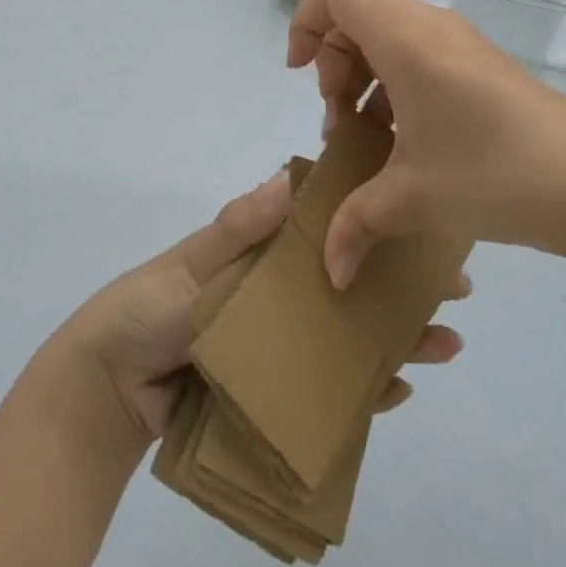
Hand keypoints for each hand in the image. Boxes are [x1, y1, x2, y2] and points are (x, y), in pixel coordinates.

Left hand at [57, 169, 467, 440]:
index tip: (423, 221)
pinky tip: (397, 391)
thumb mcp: (192, 262)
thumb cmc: (149, 307)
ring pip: (351, 335)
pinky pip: (331, 389)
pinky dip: (364, 390)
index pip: (332, 230)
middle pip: (353, 283)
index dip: (375, 225)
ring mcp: (286, 343)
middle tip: (455, 291)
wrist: (110, 388)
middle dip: (403, 284)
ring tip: (445, 345)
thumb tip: (289, 175)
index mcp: (266, 252)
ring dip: (397, 338)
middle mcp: (285, 293)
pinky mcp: (280, 390)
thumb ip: (239, 227)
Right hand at [288, 0, 565, 283]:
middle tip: (338, 117)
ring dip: (365, 74)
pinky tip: (406, 139)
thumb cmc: (494, 173)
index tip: (301, 75)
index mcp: (407, 39)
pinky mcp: (482, 65)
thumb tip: (329, 269)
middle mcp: (432, 27)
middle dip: (334, 61)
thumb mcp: (414, 199)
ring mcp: (462, 43)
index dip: (306, 24)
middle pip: (360, 14)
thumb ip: (356, 224)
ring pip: (390, 34)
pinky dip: (397, 82)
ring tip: (368, 133)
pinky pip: (421, 52)